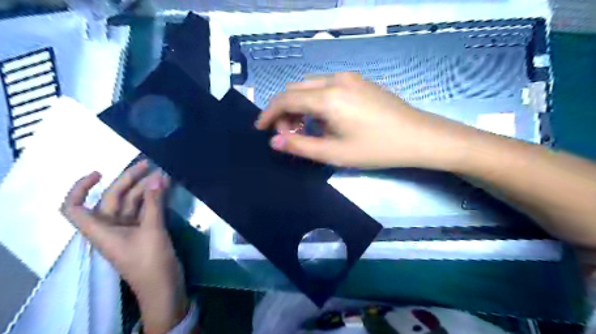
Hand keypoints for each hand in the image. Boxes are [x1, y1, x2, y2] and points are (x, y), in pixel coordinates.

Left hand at [62, 161, 187, 332]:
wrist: (164, 286)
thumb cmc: (150, 262)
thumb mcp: (152, 231)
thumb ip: (154, 203)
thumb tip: (157, 177)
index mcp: (100, 230)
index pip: (75, 208)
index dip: (80, 188)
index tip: (99, 173)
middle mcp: (111, 227)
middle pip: (112, 198)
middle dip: (128, 180)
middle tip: (149, 164)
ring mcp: (128, 229)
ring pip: (132, 202)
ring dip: (146, 188)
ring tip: (162, 174)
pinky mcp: (144, 231)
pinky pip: (145, 209)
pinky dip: (153, 198)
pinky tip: (164, 188)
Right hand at [253, 72, 472, 168]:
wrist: (418, 137)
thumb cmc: (376, 148)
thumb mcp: (334, 153)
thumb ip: (300, 146)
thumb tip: (274, 141)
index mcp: (327, 97)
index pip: (286, 99)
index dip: (269, 113)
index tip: (261, 128)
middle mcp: (335, 80)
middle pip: (296, 89)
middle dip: (284, 111)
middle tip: (286, 135)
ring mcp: (349, 78)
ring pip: (310, 87)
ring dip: (300, 106)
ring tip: (304, 130)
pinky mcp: (358, 82)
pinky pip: (326, 87)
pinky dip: (315, 102)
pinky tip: (323, 120)